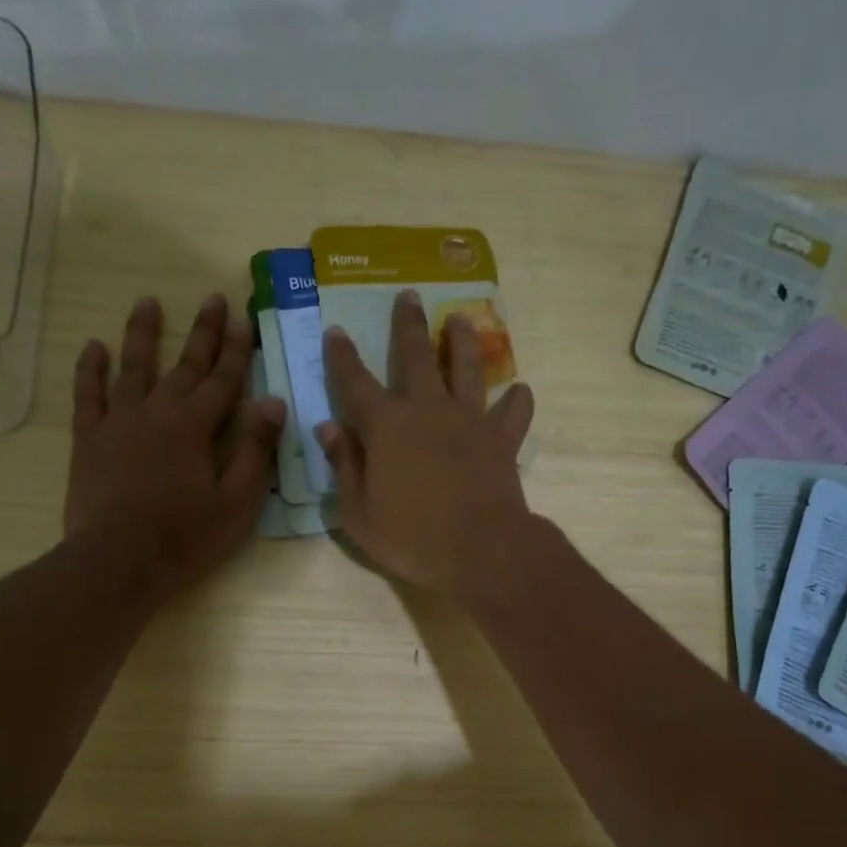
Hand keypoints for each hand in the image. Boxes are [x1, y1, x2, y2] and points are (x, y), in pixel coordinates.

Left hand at [66, 294, 284, 595]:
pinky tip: (94, 347)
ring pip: (133, 366)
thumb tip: (273, 402)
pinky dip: (91, 369)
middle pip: (185, 364)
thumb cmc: (186, 536)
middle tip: (213, 298)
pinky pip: (88, 393)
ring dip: (143, 333)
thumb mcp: (236, 501)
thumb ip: (254, 449)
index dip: (238, 350)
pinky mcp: (88, 437)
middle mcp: (157, 410)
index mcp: (195, 426)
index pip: (224, 380)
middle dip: (203, 332)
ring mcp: (118, 420)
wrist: (119, 560)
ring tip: (148, 302)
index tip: (245, 319)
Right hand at [318, 290, 535, 594]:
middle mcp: (429, 411)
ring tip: (462, 319)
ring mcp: (470, 421)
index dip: (343, 357)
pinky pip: (514, 413)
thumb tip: (328, 428)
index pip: (356, 382)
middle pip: (417, 357)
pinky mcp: (502, 440)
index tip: (336, 330)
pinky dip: (517, 401)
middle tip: (410, 296)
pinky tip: (519, 392)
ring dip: (463, 342)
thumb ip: (344, 466)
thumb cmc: (411, 538)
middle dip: (409, 325)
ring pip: (468, 368)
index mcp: (387, 427)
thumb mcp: (359, 513)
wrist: (480, 550)